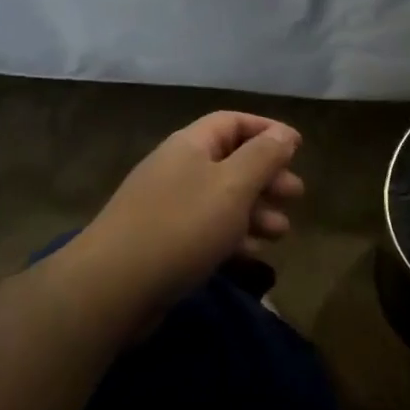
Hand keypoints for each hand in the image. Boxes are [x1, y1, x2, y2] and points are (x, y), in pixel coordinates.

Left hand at [59, 112, 303, 312]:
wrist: (112, 287)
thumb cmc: (182, 226)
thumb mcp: (233, 186)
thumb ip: (263, 156)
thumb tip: (284, 134)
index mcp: (190, 146)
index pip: (233, 122)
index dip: (267, 130)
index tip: (298, 147)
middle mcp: (177, 169)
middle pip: (231, 161)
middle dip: (267, 176)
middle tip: (296, 194)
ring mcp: (167, 207)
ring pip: (222, 199)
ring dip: (256, 210)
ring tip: (282, 231)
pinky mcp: (163, 242)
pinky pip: (207, 229)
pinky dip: (234, 236)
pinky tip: (254, 252)